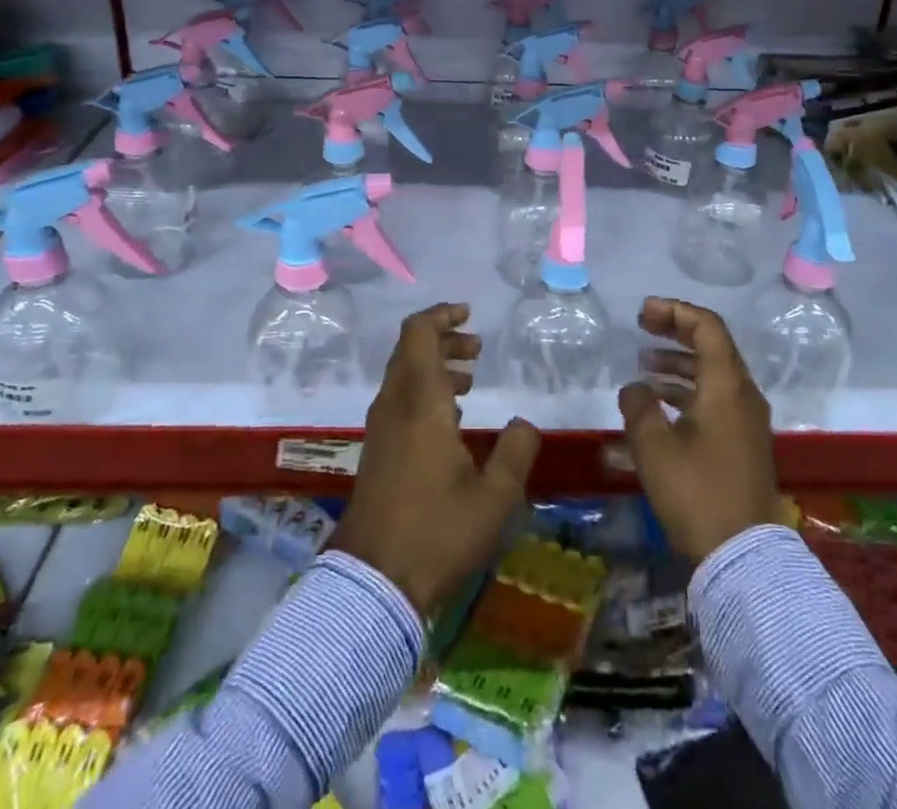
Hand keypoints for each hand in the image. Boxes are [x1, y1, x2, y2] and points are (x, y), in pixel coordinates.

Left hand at [328, 303, 541, 615]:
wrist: (373, 583)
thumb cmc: (437, 533)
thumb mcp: (494, 498)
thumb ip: (515, 453)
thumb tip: (523, 423)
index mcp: (420, 402)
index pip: (418, 334)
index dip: (441, 315)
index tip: (468, 315)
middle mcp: (395, 405)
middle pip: (410, 350)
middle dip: (444, 340)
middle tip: (477, 348)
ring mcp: (381, 428)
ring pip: (404, 375)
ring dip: (434, 367)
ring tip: (469, 380)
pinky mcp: (376, 450)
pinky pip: (399, 400)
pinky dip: (424, 392)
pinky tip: (450, 419)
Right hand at [619, 297, 782, 563]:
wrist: (742, 557)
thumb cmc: (696, 492)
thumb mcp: (654, 446)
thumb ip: (639, 405)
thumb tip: (636, 388)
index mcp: (726, 385)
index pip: (706, 327)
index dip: (674, 311)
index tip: (643, 313)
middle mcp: (743, 395)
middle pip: (712, 345)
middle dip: (675, 331)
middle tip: (642, 327)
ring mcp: (746, 420)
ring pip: (712, 374)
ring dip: (679, 363)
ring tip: (644, 365)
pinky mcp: (742, 443)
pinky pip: (715, 398)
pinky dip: (687, 390)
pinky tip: (658, 404)